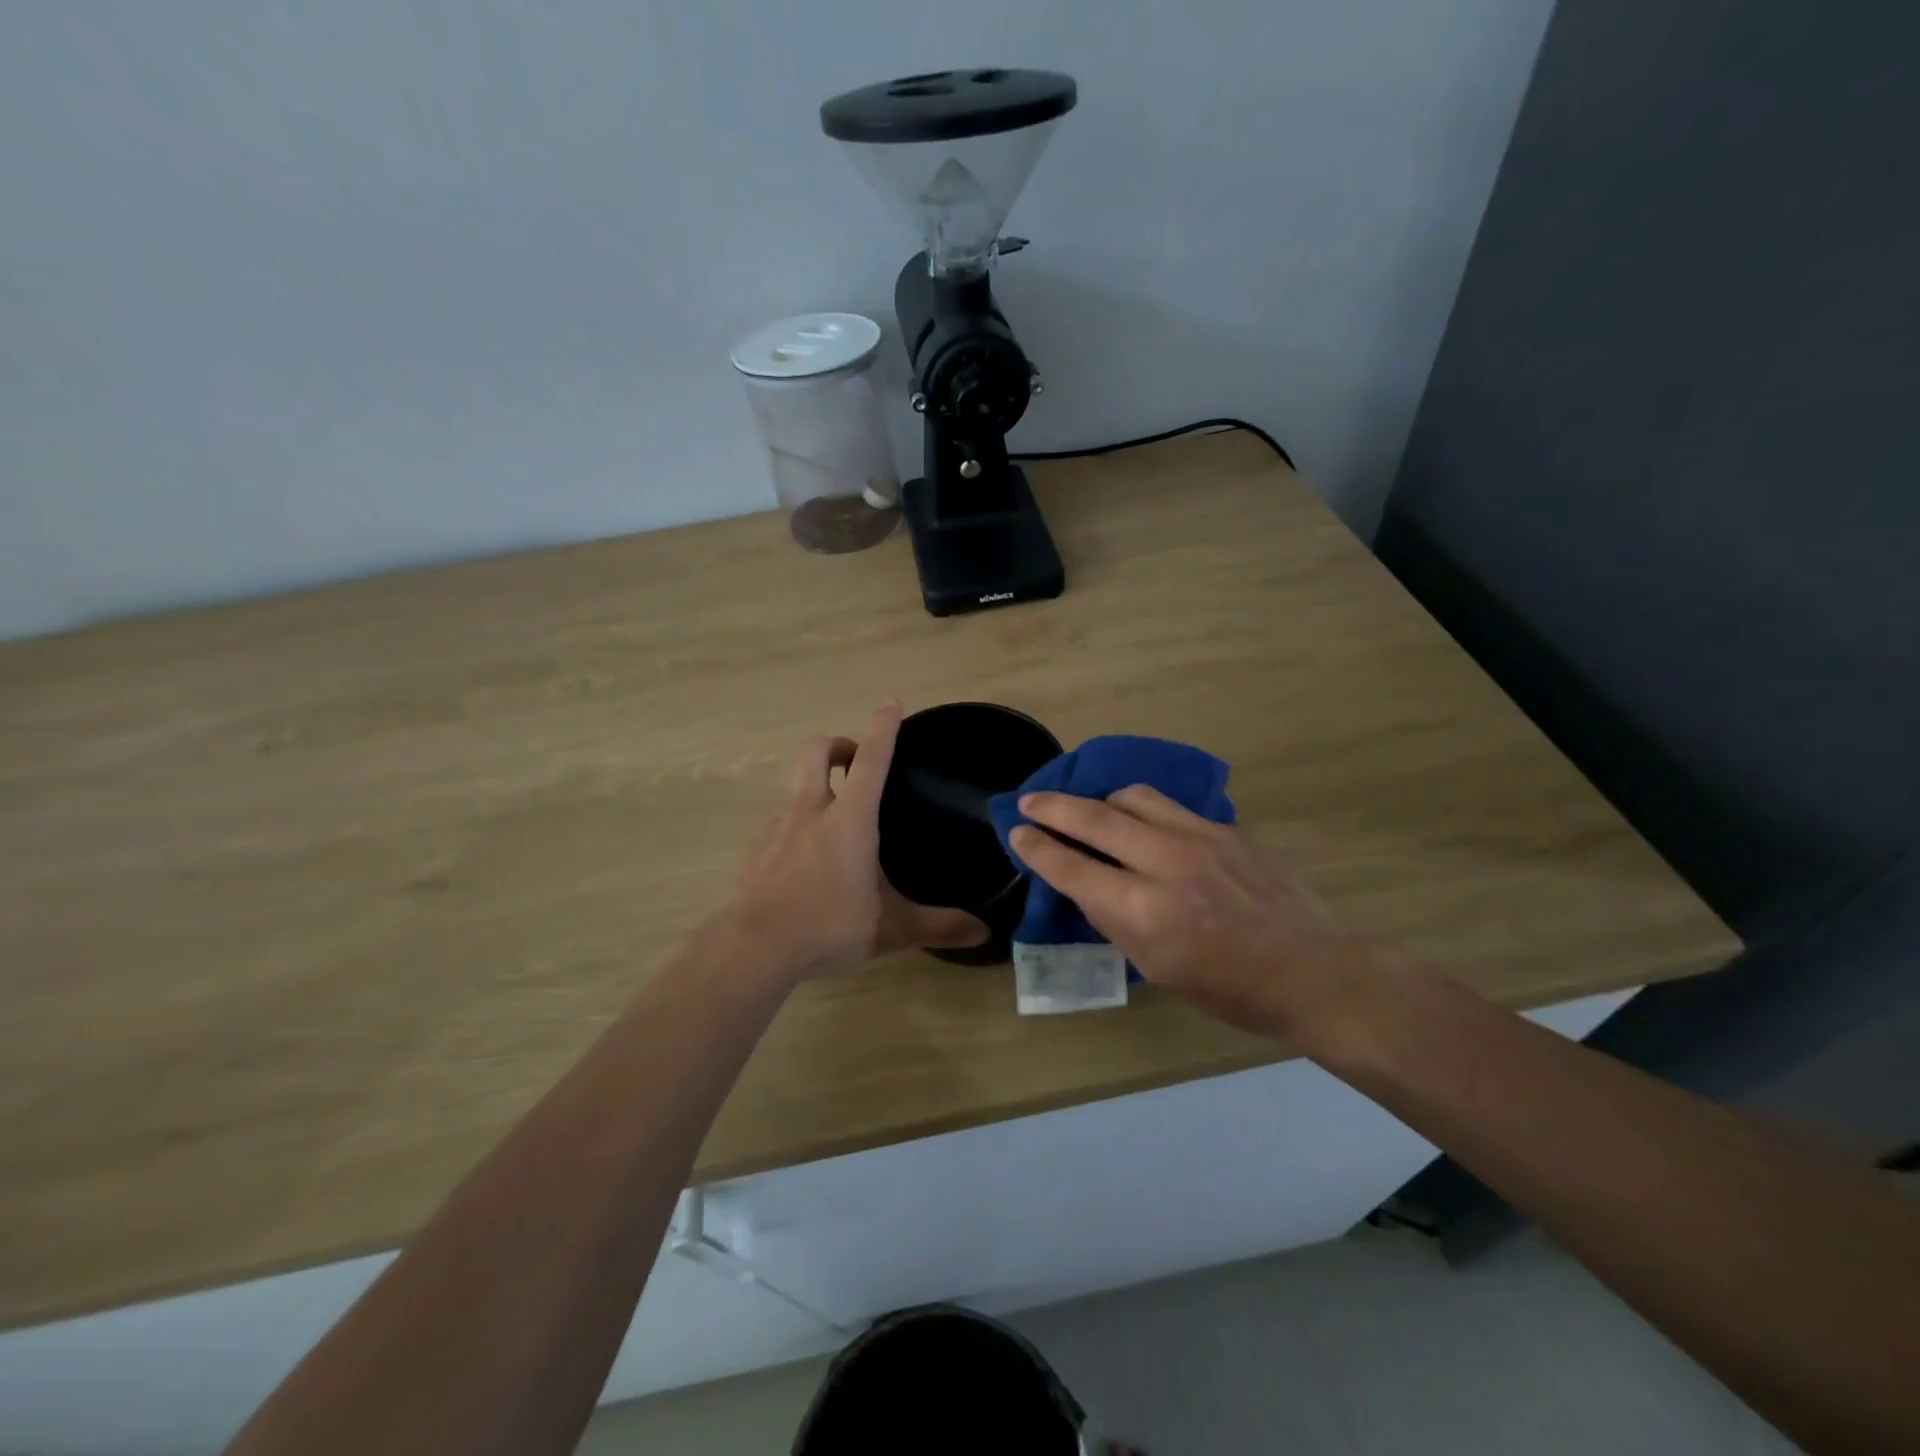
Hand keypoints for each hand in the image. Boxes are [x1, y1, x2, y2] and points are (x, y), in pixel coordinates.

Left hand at [730, 705, 988, 978]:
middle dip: (838, 745)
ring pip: (797, 789)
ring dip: (817, 789)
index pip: (871, 760)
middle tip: (855, 760)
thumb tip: (984, 932)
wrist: (756, 948)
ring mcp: (778, 828)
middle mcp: (812, 812)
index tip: (891, 705)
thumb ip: (938, 926)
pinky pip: (781, 822)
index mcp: (850, 820)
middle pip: (817, 754)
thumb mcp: (890, 929)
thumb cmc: (829, 926)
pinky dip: (798, 826)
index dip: (883, 729)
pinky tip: (807, 859)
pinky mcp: (757, 849)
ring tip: (836, 824)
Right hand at [1008, 786, 1387, 1039]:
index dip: (1037, 847)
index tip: (1017, 832)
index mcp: (1142, 910)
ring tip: (1093, 810)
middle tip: (1030, 801)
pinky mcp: (1225, 828)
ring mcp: (1199, 837)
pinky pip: (1171, 805)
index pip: (1071, 867)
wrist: (1313, 971)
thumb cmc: (1228, 989)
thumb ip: (1116, 919)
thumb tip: (1088, 885)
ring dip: (1101, 800)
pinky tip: (1144, 823)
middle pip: (1093, 816)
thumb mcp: (1156, 968)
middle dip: (1052, 806)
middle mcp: (1164, 862)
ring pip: (1132, 797)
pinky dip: (1144, 809)